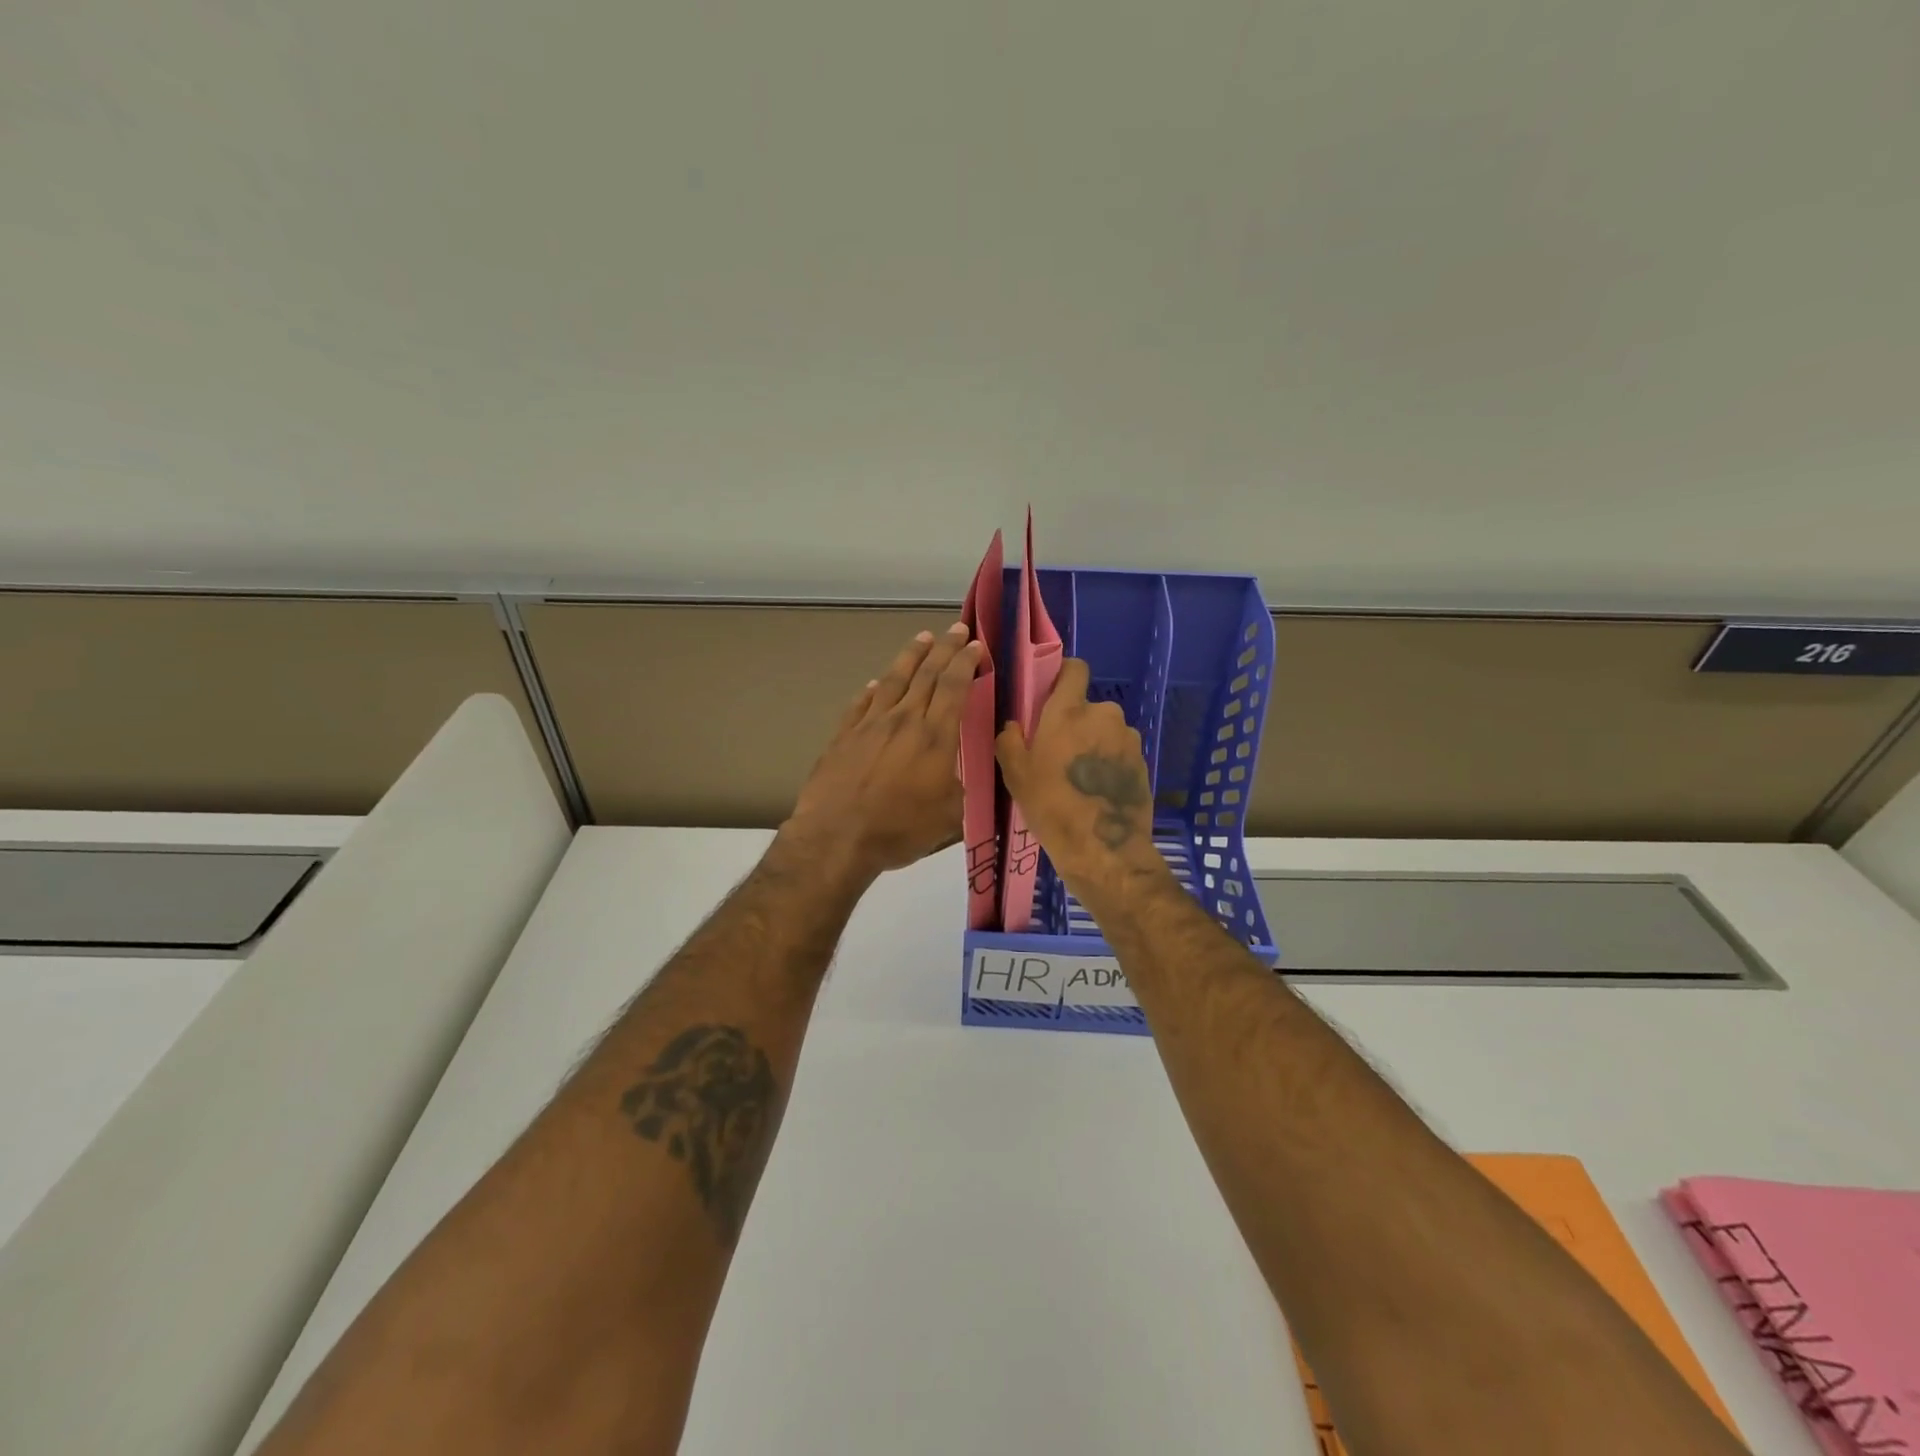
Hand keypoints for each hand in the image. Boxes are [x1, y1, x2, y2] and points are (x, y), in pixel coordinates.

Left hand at [783, 623, 983, 882]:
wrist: (837, 837)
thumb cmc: (899, 829)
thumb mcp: (949, 815)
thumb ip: (958, 787)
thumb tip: (957, 773)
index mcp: (934, 737)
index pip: (954, 687)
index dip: (966, 663)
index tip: (976, 645)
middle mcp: (904, 720)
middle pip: (927, 675)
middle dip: (945, 649)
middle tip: (957, 628)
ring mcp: (870, 725)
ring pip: (894, 680)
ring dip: (910, 657)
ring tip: (922, 638)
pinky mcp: (843, 736)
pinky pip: (862, 704)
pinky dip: (873, 690)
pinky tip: (877, 683)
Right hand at [996, 658, 1168, 895]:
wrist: (1103, 849)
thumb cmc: (1051, 807)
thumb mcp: (1015, 775)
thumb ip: (1010, 741)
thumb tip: (1014, 727)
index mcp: (1068, 711)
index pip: (1075, 669)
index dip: (1064, 676)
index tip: (1052, 694)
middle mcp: (1103, 715)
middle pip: (1088, 707)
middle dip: (1076, 722)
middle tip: (1060, 752)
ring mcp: (1127, 739)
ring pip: (1106, 731)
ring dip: (1095, 744)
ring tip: (1081, 777)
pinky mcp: (1143, 762)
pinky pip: (1120, 752)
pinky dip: (1110, 763)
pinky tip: (1098, 790)